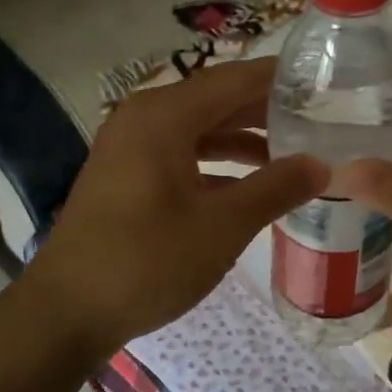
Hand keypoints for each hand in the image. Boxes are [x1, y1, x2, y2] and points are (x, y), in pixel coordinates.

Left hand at [24, 57, 327, 359]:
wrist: (66, 311)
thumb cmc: (146, 262)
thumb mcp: (221, 227)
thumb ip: (275, 189)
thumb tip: (322, 164)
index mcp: (164, 116)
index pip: (235, 79)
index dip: (281, 79)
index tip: (325, 82)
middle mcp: (144, 119)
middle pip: (217, 101)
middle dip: (268, 111)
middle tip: (321, 120)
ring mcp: (131, 148)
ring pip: (200, 130)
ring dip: (244, 141)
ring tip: (295, 153)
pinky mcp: (127, 176)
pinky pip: (182, 155)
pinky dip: (217, 165)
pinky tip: (251, 187)